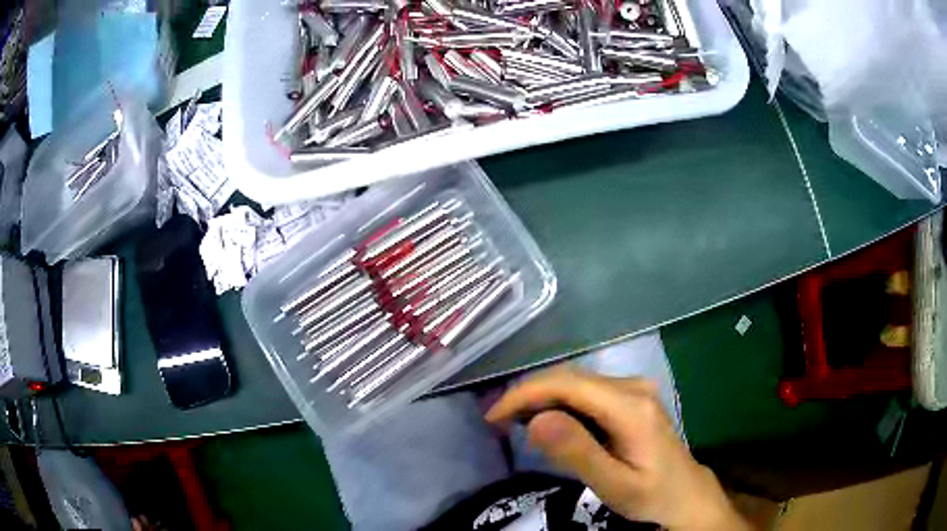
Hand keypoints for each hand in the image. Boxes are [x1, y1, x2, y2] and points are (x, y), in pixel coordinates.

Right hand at [485, 368, 748, 530]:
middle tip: (497, 422)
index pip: (567, 384)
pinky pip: (587, 391)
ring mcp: (635, 389)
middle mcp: (633, 386)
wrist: (686, 494)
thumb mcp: (615, 485)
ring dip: (542, 397)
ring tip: (514, 422)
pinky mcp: (632, 398)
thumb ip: (578, 453)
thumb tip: (535, 419)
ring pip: (576, 381)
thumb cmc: (651, 495)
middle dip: (528, 394)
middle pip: (570, 377)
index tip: (493, 417)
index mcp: (631, 406)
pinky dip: (559, 402)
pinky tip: (547, 421)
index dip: (525, 394)